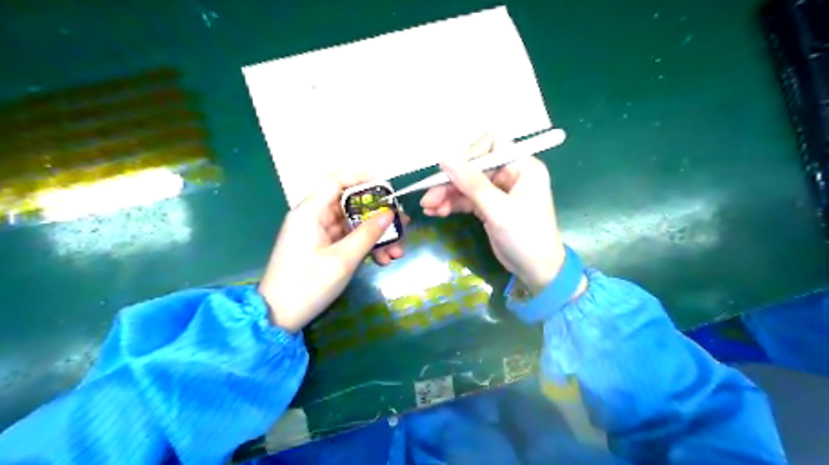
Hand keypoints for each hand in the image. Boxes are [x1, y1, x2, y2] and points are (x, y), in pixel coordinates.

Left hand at [259, 172, 402, 330]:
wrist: (278, 316)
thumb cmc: (307, 285)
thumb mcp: (342, 260)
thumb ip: (367, 234)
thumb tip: (390, 213)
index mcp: (311, 212)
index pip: (336, 180)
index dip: (362, 178)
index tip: (388, 188)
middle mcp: (314, 217)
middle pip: (350, 204)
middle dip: (378, 215)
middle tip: (402, 225)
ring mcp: (318, 233)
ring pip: (353, 224)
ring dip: (376, 235)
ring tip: (398, 251)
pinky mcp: (323, 248)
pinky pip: (348, 239)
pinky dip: (365, 246)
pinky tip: (383, 260)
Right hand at [423, 132, 566, 290]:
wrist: (538, 271)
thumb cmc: (525, 237)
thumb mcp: (498, 210)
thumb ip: (471, 183)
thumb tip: (444, 158)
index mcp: (522, 167)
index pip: (492, 145)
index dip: (469, 155)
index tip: (450, 172)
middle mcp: (511, 174)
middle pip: (474, 167)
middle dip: (451, 182)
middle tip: (429, 198)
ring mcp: (500, 191)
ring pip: (468, 185)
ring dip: (448, 195)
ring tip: (429, 207)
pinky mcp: (491, 207)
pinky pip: (468, 199)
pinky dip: (453, 204)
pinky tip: (436, 212)